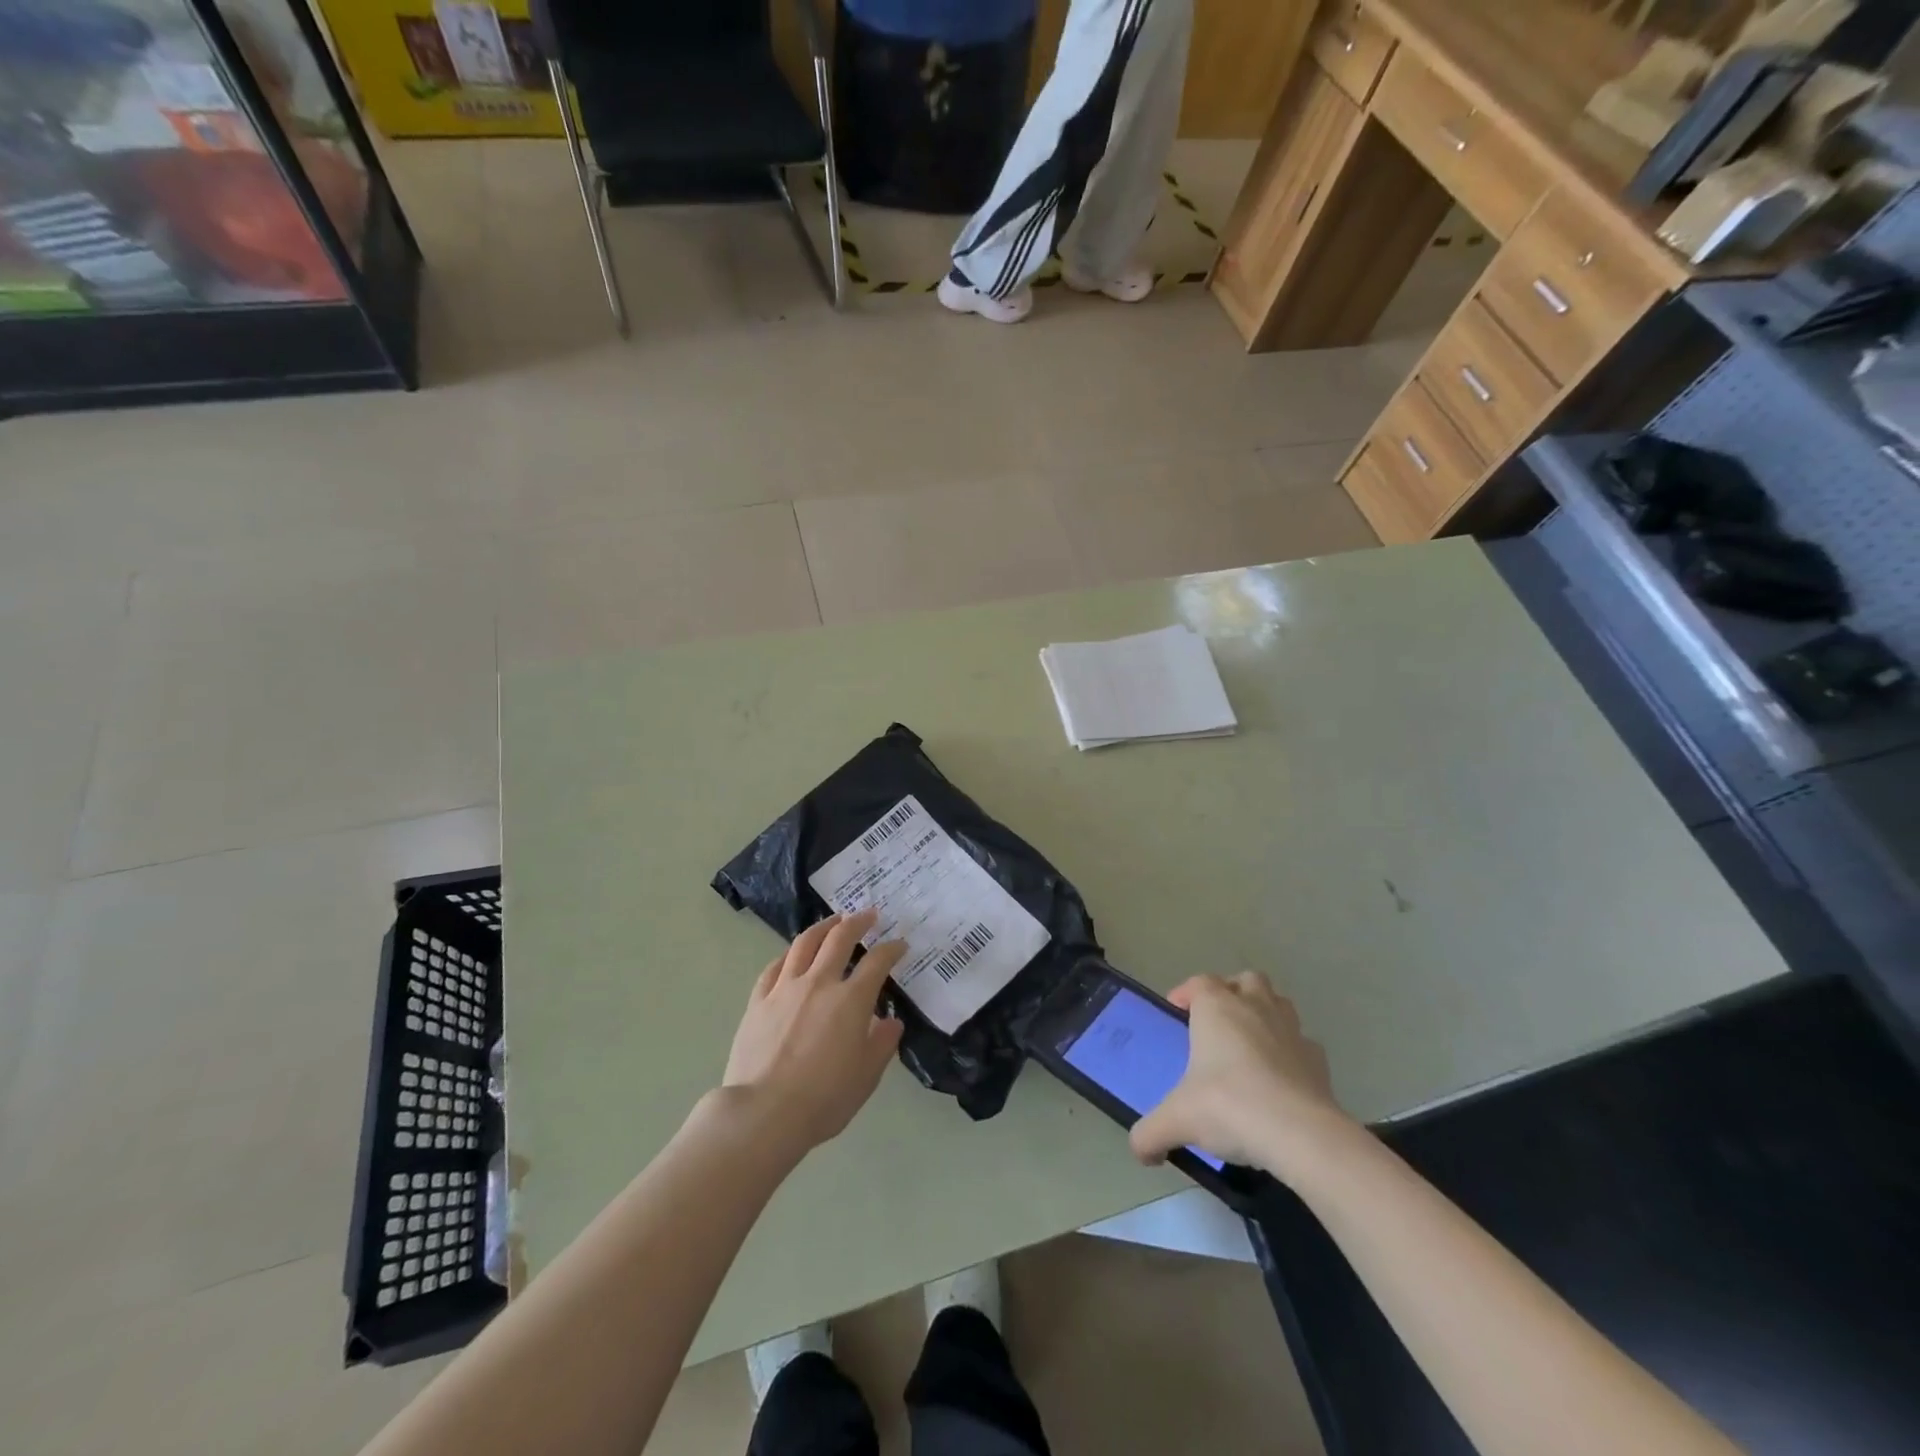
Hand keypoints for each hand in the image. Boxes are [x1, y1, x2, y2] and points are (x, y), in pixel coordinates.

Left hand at [722, 910, 906, 1151]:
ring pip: (805, 943)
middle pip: (840, 938)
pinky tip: (792, 955)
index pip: (877, 962)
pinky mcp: (758, 1000)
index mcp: (851, 1000)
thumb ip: (882, 1044)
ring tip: (833, 921)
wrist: (763, 1113)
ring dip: (823, 927)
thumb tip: (891, 1022)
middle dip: (858, 922)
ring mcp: (785, 988)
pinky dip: (789, 955)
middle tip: (868, 914)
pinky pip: (775, 966)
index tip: (900, 945)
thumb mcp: (866, 1077)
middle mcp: (819, 983)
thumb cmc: (823, 1099)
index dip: (892, 949)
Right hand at [1128, 973, 1357, 1181]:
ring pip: (1279, 1003)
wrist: (1301, 1135)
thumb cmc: (1229, 1107)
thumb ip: (1150, 1133)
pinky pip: (1302, 1044)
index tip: (1177, 1012)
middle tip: (1217, 1024)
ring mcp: (1292, 1031)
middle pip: (1246, 981)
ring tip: (1250, 1046)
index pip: (1200, 982)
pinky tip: (1280, 1080)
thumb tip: (1140, 1152)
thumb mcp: (1177, 1121)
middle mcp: (1255, 1008)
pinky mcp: (1319, 1061)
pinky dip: (1291, 1053)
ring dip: (1264, 1015)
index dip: (1186, 992)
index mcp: (1217, 1008)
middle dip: (1232, 993)